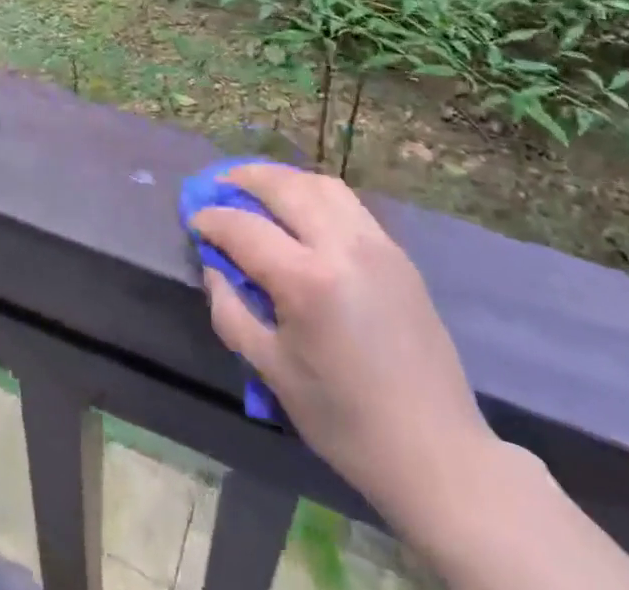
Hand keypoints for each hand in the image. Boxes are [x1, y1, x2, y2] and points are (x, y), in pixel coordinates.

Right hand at [194, 165, 494, 520]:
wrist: (435, 451)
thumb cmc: (345, 421)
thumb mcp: (273, 373)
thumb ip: (232, 312)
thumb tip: (213, 267)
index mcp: (307, 282)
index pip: (245, 229)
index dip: (213, 219)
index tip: (194, 219)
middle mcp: (342, 246)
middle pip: (284, 186)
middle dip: (244, 178)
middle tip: (218, 184)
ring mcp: (375, 243)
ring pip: (319, 183)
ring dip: (283, 178)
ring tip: (258, 187)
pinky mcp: (396, 251)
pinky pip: (347, 202)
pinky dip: (315, 192)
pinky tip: (301, 210)